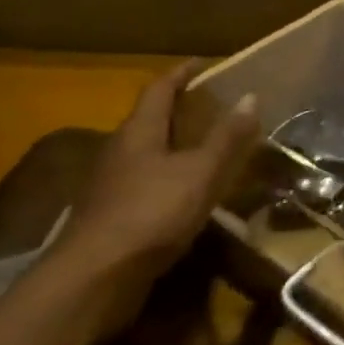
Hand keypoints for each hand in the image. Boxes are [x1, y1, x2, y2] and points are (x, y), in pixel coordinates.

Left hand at [52, 63, 259, 336]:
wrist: (92, 282)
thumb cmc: (150, 214)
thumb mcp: (200, 172)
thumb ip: (227, 137)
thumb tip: (251, 96)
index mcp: (138, 132)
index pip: (160, 89)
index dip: (182, 73)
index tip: (205, 63)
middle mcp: (119, 152)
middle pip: (150, 119)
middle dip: (181, 109)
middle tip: (216, 105)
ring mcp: (111, 187)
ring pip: (147, 153)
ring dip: (175, 145)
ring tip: (209, 146)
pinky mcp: (111, 217)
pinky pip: (145, 183)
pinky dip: (169, 177)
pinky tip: (189, 192)